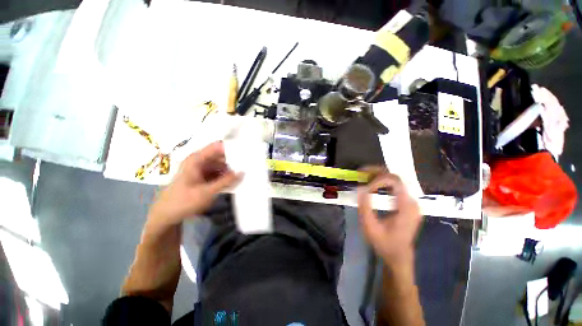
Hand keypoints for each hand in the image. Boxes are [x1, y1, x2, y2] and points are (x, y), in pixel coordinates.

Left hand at [148, 141, 240, 226]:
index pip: (218, 146)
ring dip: (231, 170)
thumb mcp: (206, 192)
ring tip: (244, 174)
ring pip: (221, 165)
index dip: (232, 147)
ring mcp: (201, 168)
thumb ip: (226, 181)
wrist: (166, 215)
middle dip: (234, 160)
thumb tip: (242, 172)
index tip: (246, 152)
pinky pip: (218, 172)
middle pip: (221, 155)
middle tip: (248, 165)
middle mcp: (200, 161)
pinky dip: (226, 176)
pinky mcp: (203, 176)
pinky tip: (234, 181)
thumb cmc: (183, 201)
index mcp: (197, 159)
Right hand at [357, 168, 420, 266]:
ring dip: (379, 176)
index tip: (364, 187)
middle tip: (361, 172)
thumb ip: (365, 207)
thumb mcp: (371, 227)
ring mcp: (411, 202)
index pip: (394, 181)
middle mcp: (412, 201)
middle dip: (377, 172)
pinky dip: (382, 183)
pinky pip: (395, 187)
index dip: (377, 179)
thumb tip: (360, 188)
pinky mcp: (407, 203)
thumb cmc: (384, 244)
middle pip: (396, 177)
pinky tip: (371, 184)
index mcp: (406, 207)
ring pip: (395, 180)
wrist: (398, 256)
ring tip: (364, 176)